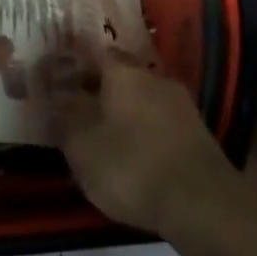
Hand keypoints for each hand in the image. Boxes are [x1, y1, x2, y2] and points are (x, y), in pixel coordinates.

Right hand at [51, 45, 231, 236]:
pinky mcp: (196, 132)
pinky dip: (144, 130)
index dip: (77, 63)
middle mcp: (154, 76)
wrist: (201, 203)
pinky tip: (135, 154)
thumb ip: (64, 118)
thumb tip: (55, 98)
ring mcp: (180, 103)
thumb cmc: (132, 166)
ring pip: (142, 97)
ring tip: (105, 135)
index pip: (96, 52)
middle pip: (121, 74)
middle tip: (79, 108)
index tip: (61, 78)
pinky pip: (160, 120)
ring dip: (124, 110)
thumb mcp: (82, 147)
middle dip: (100, 88)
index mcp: (124, 72)